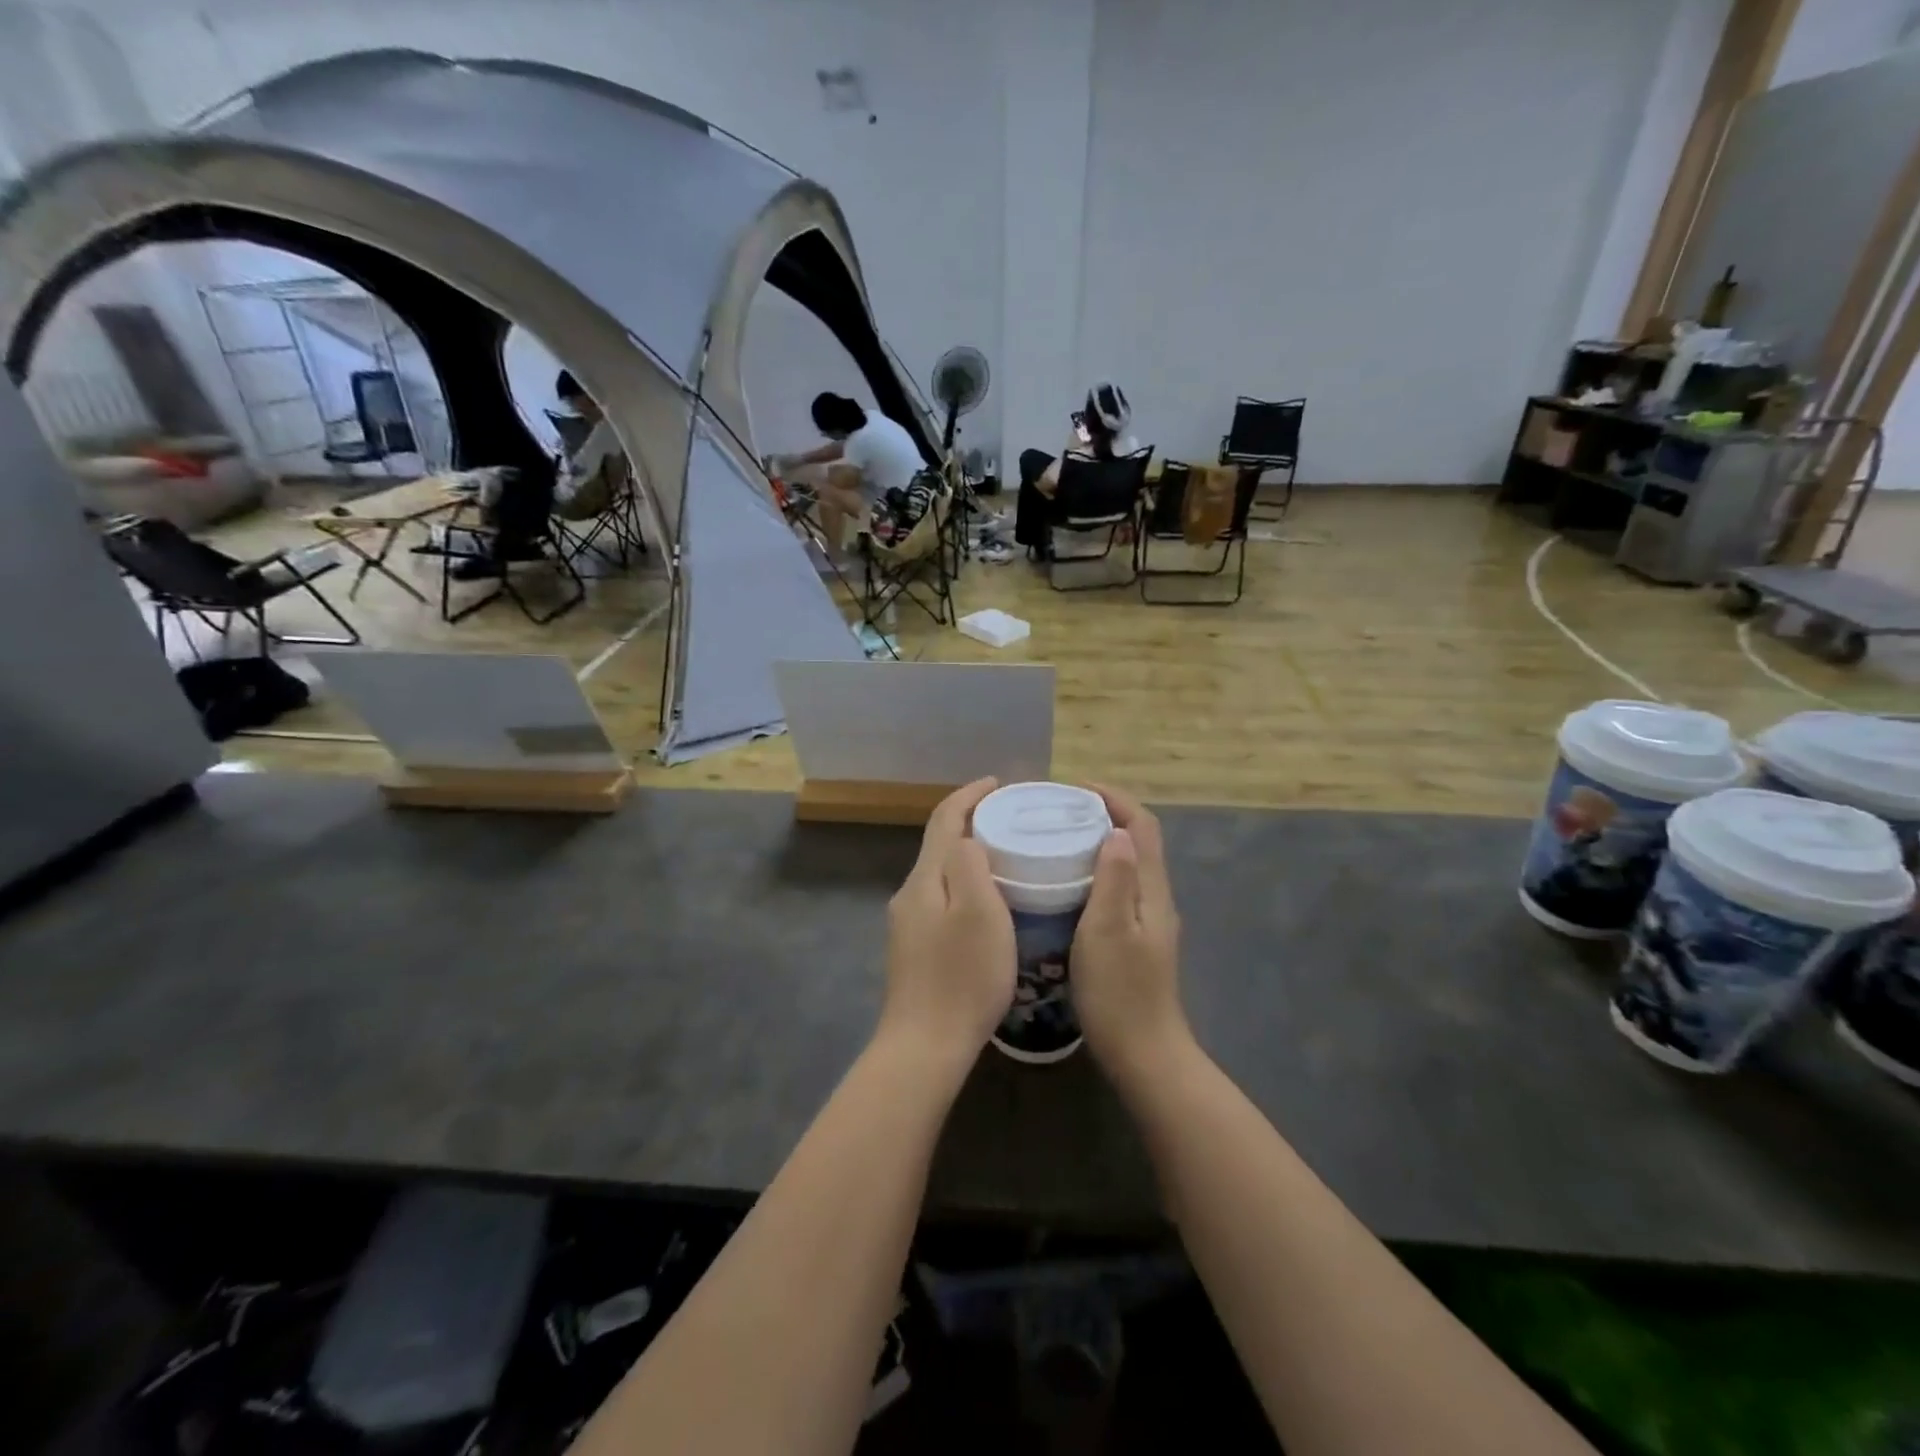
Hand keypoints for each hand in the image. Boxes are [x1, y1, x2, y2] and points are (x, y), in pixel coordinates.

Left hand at [878, 778, 1015, 1065]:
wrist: (925, 1046)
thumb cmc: (962, 976)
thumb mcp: (979, 913)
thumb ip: (970, 865)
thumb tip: (967, 840)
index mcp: (925, 879)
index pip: (944, 821)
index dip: (969, 796)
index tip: (999, 783)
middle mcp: (910, 895)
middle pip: (940, 845)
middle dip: (971, 823)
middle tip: (1012, 820)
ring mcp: (908, 924)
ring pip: (941, 875)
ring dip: (969, 856)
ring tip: (1007, 856)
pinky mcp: (915, 949)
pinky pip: (942, 899)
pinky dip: (965, 885)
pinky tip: (988, 902)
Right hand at [1072, 786, 1190, 1085]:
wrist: (1144, 1055)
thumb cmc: (1119, 992)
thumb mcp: (1108, 931)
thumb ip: (1115, 879)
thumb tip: (1118, 830)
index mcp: (1151, 891)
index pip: (1143, 826)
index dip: (1115, 799)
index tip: (1076, 788)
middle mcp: (1155, 899)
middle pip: (1138, 841)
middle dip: (1105, 816)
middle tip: (1060, 811)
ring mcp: (1148, 922)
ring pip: (1128, 866)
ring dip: (1100, 843)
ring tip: (1059, 839)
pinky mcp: (1136, 941)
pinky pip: (1118, 889)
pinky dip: (1096, 872)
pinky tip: (1066, 885)